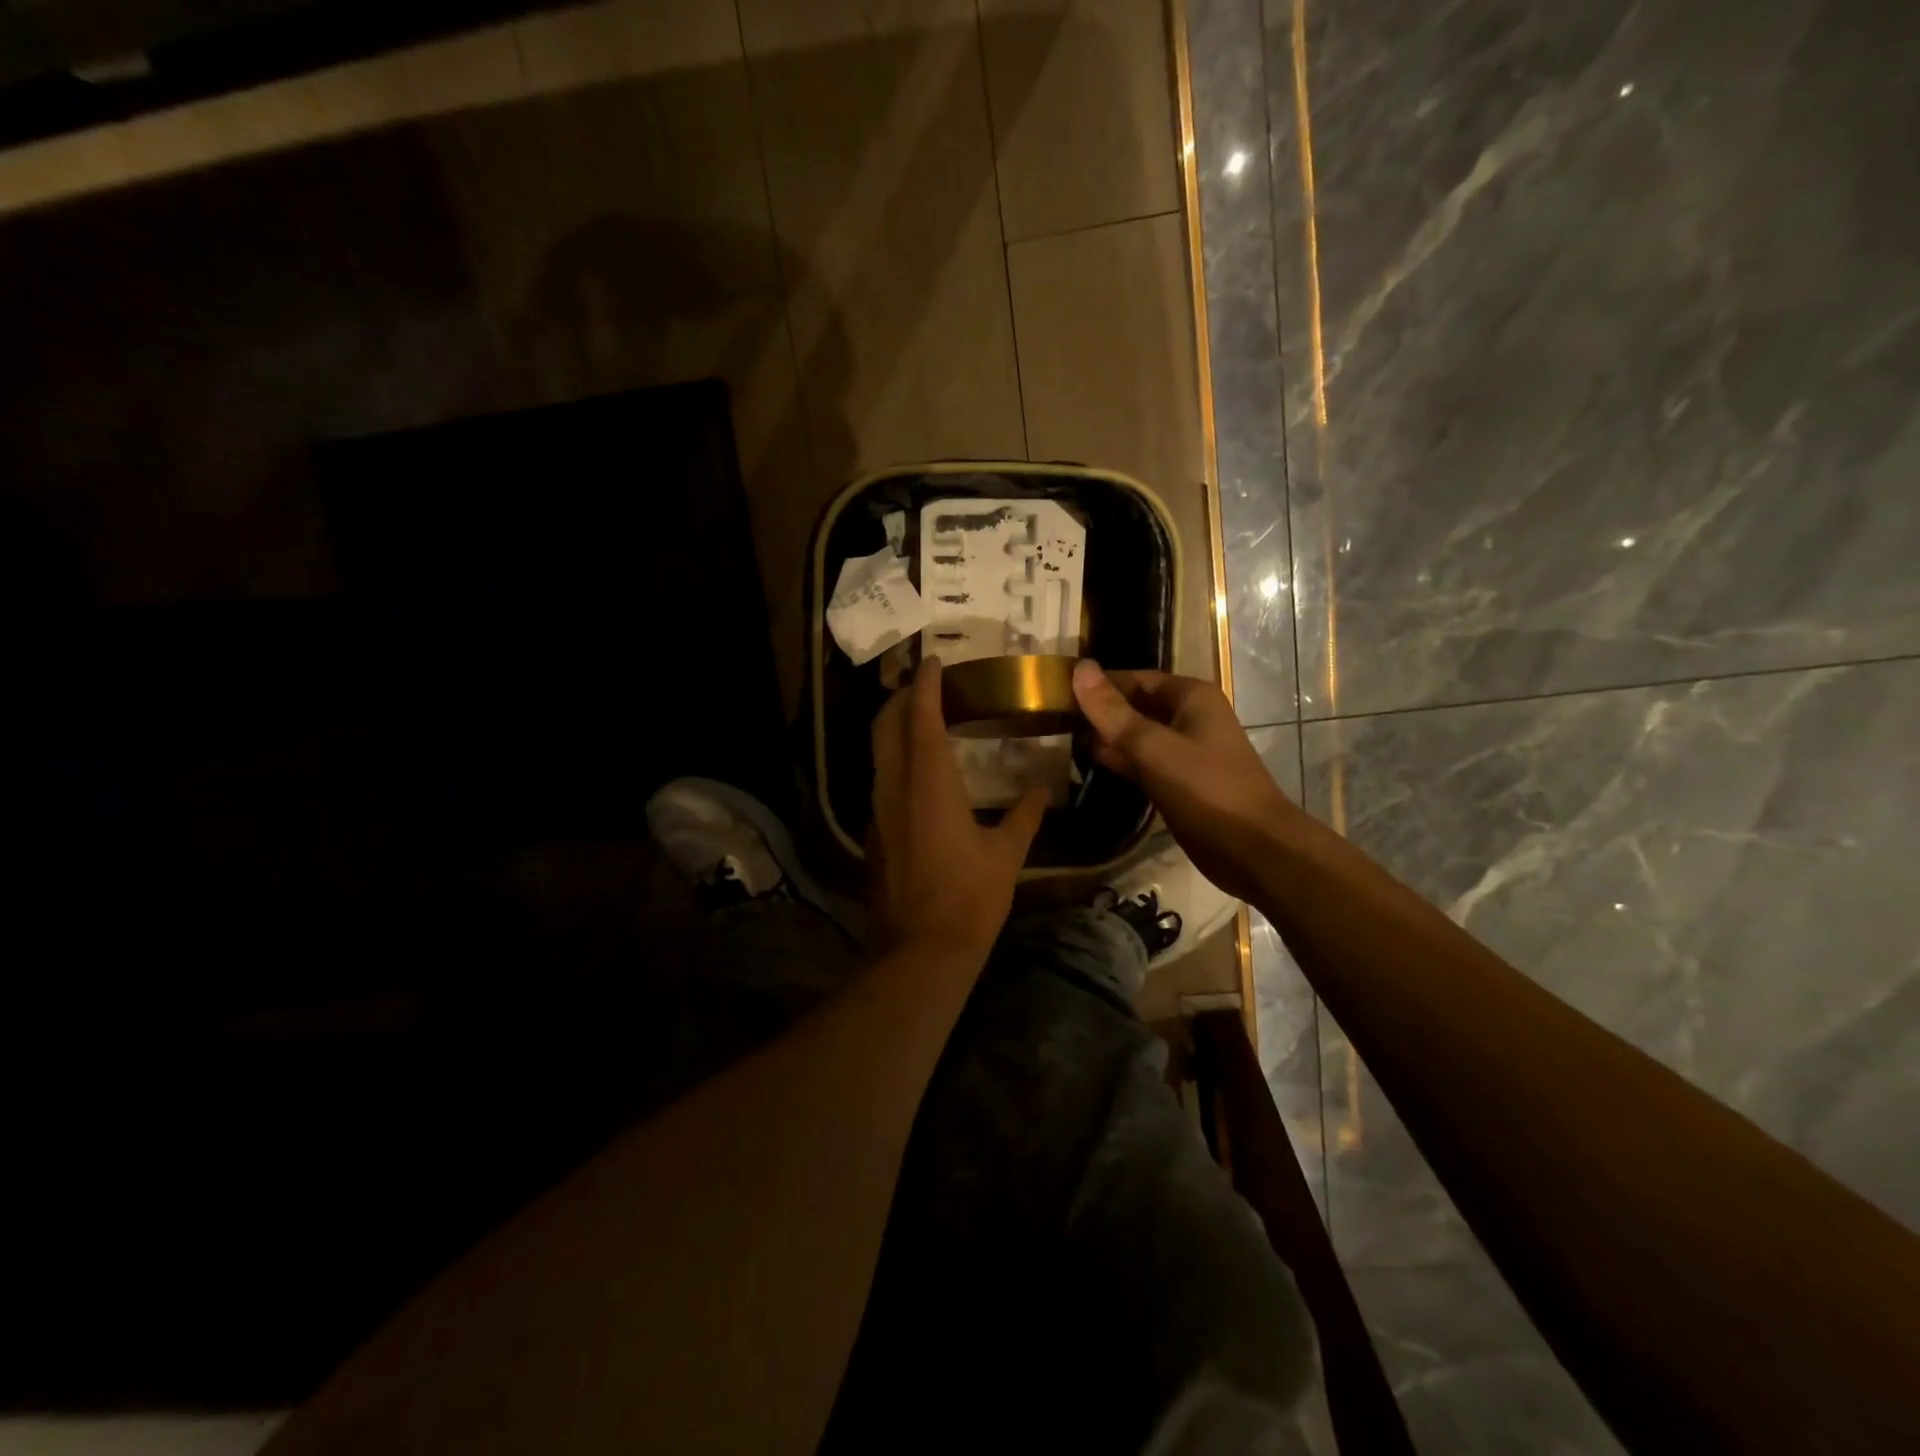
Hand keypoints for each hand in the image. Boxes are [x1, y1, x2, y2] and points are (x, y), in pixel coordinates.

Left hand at [868, 657, 1047, 963]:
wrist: (919, 952)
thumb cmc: (969, 898)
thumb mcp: (1006, 854)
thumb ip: (1025, 815)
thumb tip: (1041, 789)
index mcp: (929, 783)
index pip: (920, 717)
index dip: (925, 685)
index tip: (933, 661)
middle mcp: (895, 787)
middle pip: (885, 726)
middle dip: (900, 698)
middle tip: (924, 685)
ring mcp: (878, 810)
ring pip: (878, 752)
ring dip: (893, 727)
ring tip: (921, 718)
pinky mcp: (874, 833)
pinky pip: (881, 779)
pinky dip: (895, 759)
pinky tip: (918, 771)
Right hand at [1071, 661, 1297, 903]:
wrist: (1254, 850)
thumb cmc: (1207, 790)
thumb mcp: (1154, 748)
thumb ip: (1113, 712)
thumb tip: (1079, 669)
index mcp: (1190, 697)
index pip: (1133, 678)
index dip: (1097, 684)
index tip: (1054, 692)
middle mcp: (1188, 717)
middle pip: (1134, 706)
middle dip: (1098, 712)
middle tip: (1050, 719)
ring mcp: (1184, 752)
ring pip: (1137, 736)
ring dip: (1105, 738)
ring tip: (1060, 739)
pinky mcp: (1179, 782)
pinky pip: (1143, 763)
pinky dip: (1119, 762)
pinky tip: (1088, 764)